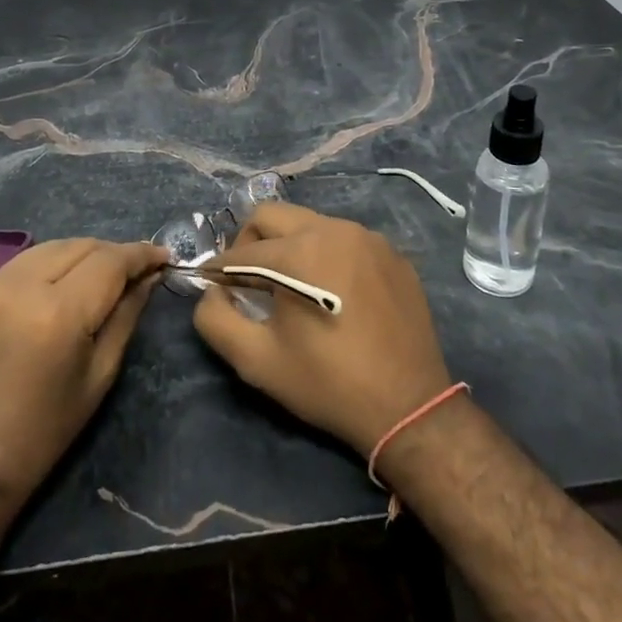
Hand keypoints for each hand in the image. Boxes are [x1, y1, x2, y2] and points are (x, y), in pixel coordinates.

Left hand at [0, 238, 167, 518]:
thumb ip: (125, 318)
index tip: (165, 257)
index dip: (142, 254)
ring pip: (51, 247)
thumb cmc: (40, 436)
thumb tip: (148, 279)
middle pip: (81, 246)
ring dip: (83, 254)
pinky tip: (63, 283)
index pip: (110, 261)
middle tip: (138, 271)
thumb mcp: (97, 378)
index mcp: (59, 312)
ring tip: (103, 275)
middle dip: (114, 252)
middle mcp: (22, 285)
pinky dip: (51, 263)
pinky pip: (23, 262)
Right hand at [193, 204, 452, 456]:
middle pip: (273, 216)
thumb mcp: (257, 361)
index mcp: (299, 251)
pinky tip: (333, 292)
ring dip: (290, 246)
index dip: (220, 269)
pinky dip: (327, 255)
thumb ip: (216, 320)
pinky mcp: (392, 253)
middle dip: (250, 242)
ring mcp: (368, 238)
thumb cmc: (327, 383)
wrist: (408, 406)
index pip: (242, 250)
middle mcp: (334, 230)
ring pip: (310, 224)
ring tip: (292, 286)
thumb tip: (212, 292)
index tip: (213, 286)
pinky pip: (345, 240)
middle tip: (249, 280)